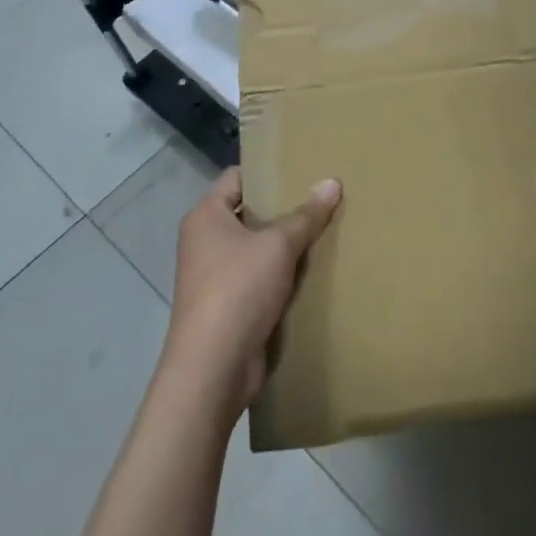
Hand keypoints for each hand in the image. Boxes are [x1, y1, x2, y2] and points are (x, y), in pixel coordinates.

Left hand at [164, 168, 340, 414]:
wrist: (213, 368)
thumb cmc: (238, 289)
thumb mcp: (278, 245)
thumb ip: (306, 215)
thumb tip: (332, 182)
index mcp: (206, 216)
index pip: (238, 177)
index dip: (268, 170)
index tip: (302, 166)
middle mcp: (204, 241)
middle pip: (248, 212)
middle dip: (283, 208)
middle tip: (321, 197)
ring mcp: (214, 276)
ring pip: (256, 248)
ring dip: (284, 245)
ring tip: (324, 230)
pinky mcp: (228, 306)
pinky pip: (258, 279)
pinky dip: (281, 275)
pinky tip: (312, 271)